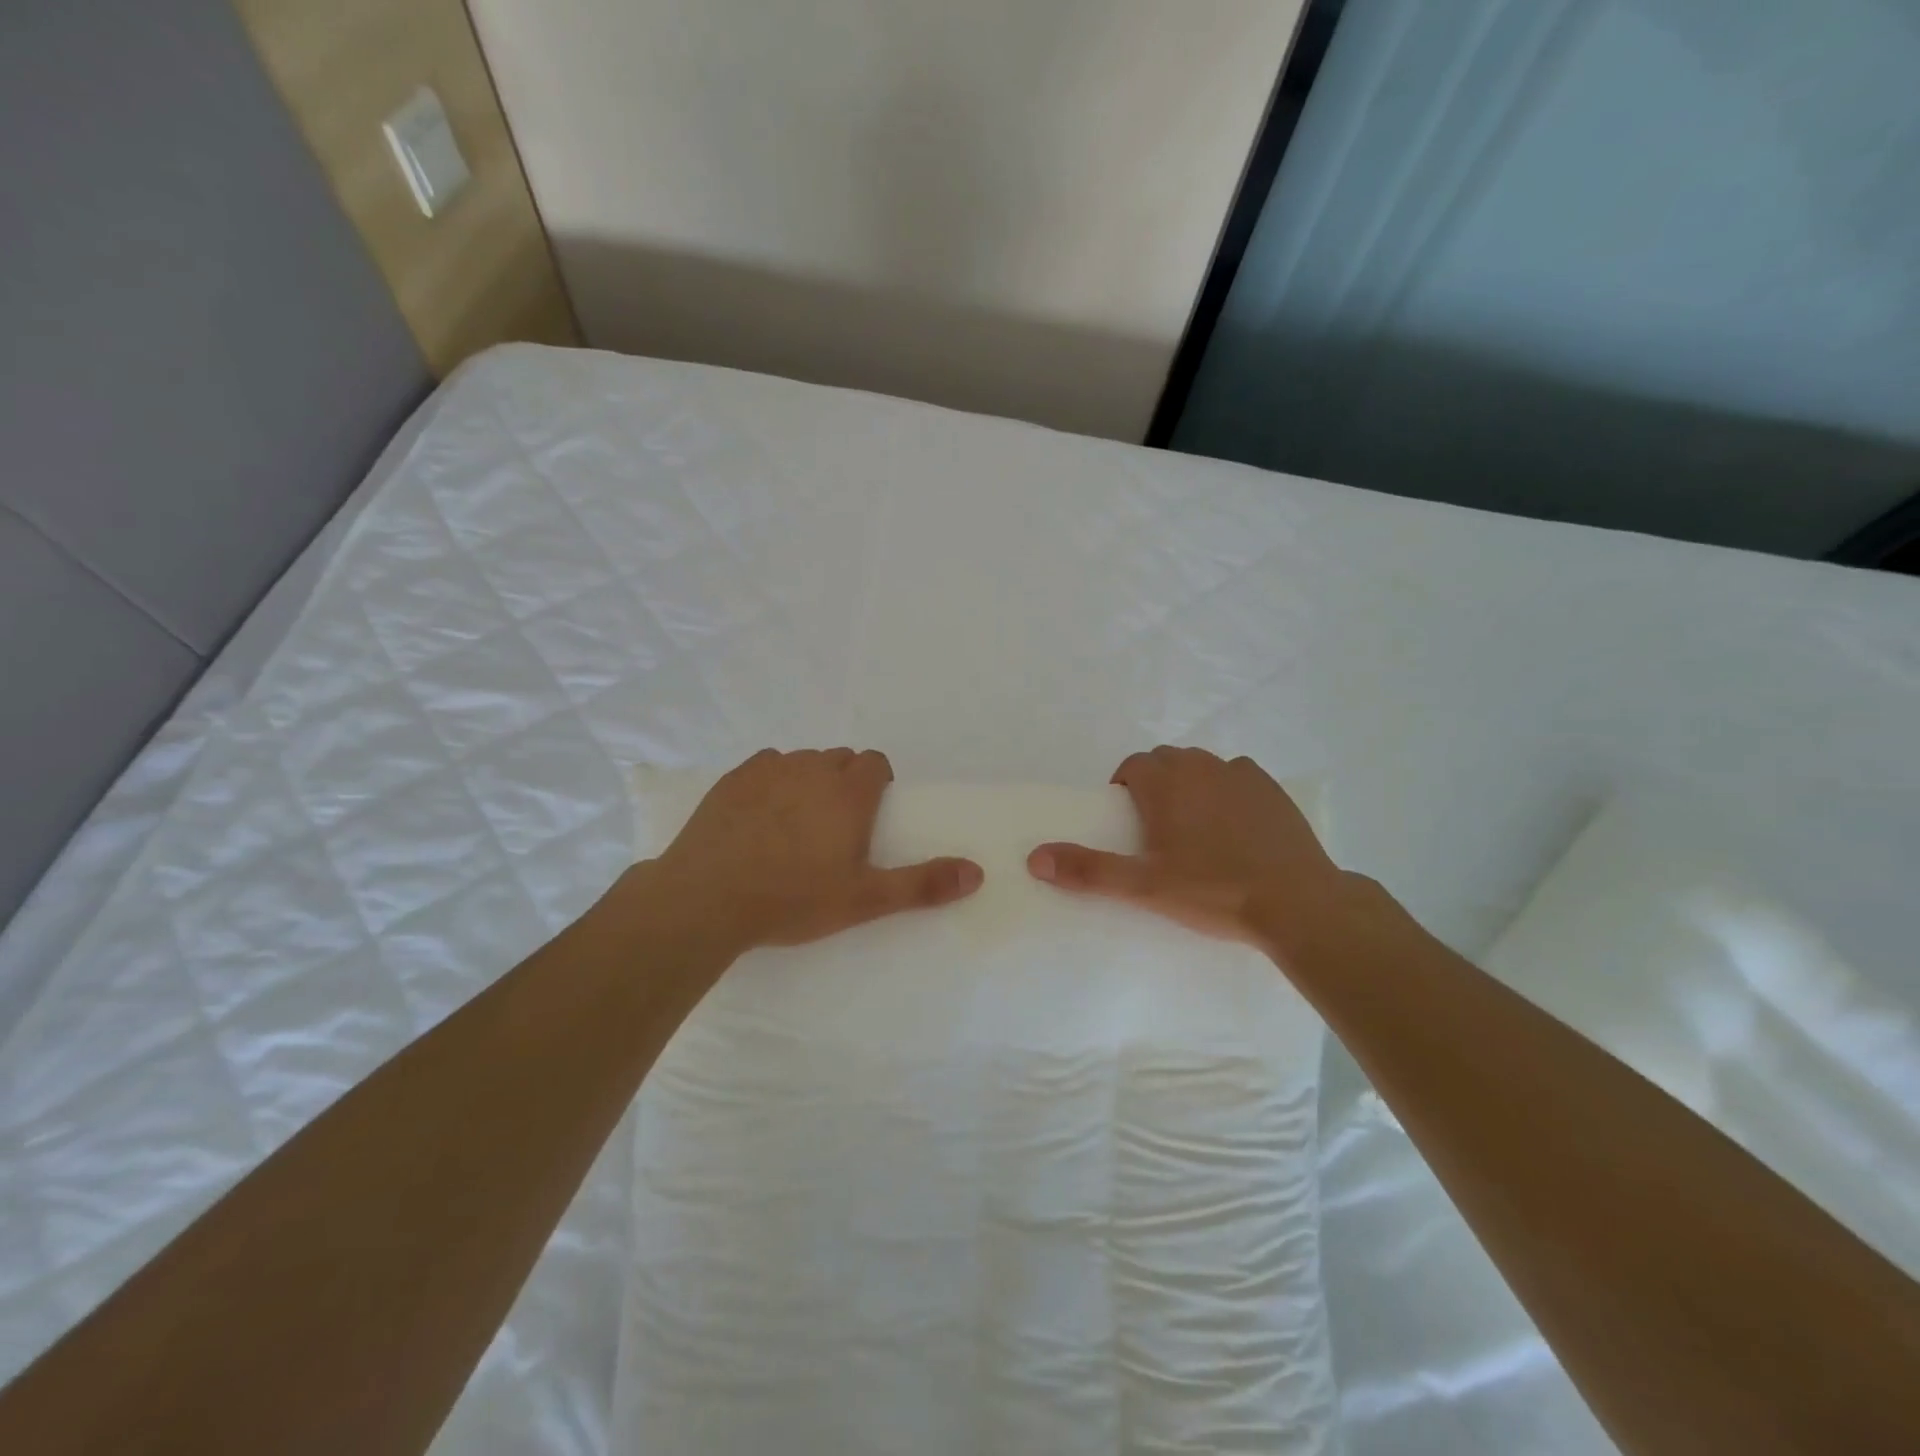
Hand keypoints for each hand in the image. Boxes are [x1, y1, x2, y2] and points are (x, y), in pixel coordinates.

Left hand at [648, 748, 982, 953]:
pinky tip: (760, 816)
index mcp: (848, 791)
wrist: (707, 899)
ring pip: (802, 760)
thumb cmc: (793, 898)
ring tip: (797, 823)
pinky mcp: (733, 778)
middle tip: (836, 826)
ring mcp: (769, 769)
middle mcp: (811, 768)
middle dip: (846, 782)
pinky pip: (766, 766)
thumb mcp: (864, 899)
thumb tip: (977, 873)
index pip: (875, 762)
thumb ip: (922, 884)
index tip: (870, 815)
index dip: (878, 783)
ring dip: (809, 779)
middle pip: (840, 758)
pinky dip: (772, 781)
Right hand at [1027, 746, 1348, 949]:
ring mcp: (1242, 775)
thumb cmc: (1213, 891)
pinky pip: (1238, 777)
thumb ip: (1088, 870)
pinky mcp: (1274, 789)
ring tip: (1195, 828)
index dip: (1124, 787)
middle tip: (1155, 828)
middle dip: (1154, 783)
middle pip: (1166, 760)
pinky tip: (1235, 828)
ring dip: (1190, 784)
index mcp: (1166, 782)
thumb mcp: (1144, 887)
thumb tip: (1035, 858)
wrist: (1298, 903)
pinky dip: (1227, 790)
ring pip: (1203, 766)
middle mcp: (1202, 766)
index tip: (1127, 822)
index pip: (1132, 766)